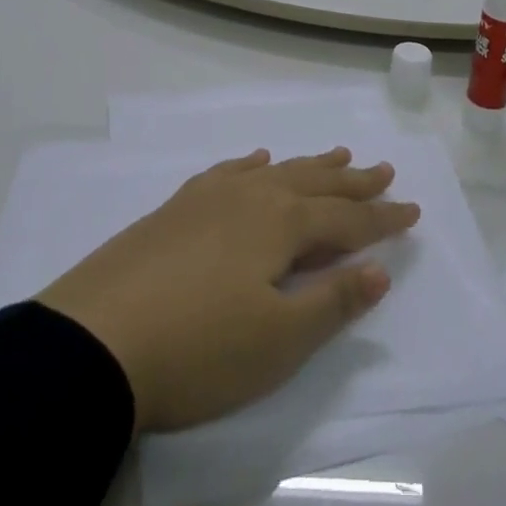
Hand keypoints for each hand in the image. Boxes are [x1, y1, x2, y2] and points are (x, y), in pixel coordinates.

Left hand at [36, 148, 419, 432]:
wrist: (93, 343)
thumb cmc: (199, 348)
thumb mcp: (279, 340)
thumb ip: (333, 301)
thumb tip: (379, 270)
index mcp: (282, 224)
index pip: (347, 219)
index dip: (382, 218)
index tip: (413, 209)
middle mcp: (252, 197)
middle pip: (315, 183)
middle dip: (353, 182)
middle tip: (383, 169)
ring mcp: (209, 198)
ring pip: (275, 172)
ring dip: (310, 166)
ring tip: (336, 156)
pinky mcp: (175, 208)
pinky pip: (228, 172)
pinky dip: (251, 165)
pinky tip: (256, 160)